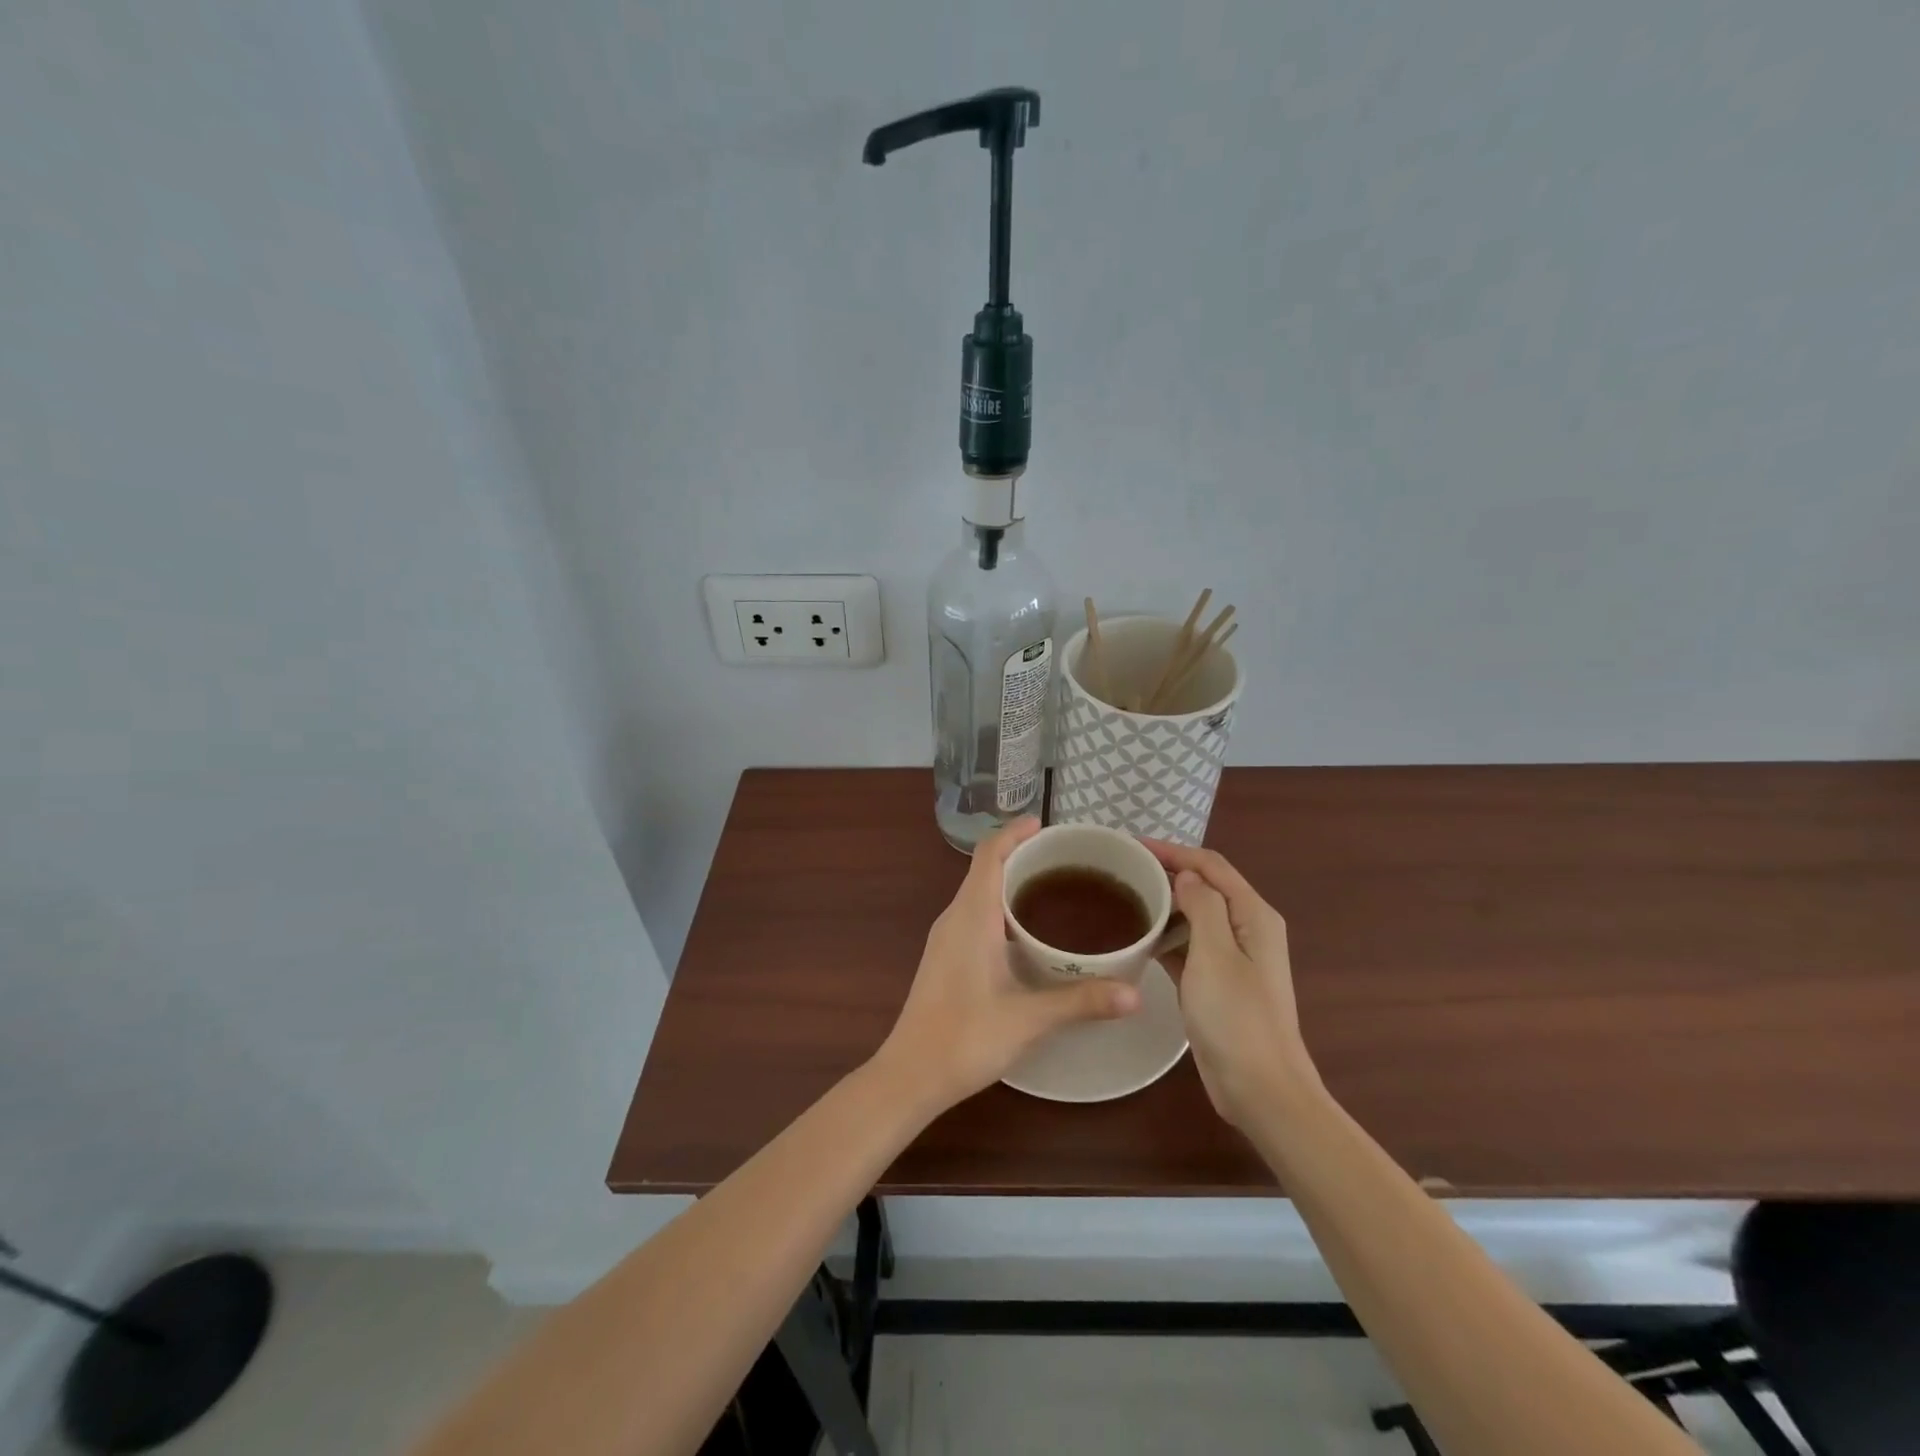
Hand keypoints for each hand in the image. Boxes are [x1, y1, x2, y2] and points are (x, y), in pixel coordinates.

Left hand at [876, 818, 1140, 1111]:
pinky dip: (1000, 905)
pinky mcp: (945, 957)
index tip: (1046, 825)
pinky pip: (974, 913)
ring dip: (1010, 880)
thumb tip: (1136, 994)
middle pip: (985, 868)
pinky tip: (1027, 931)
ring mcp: (946, 938)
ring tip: (1053, 887)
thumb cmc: (965, 1038)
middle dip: (1020, 854)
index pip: (989, 854)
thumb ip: (1081, 1001)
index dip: (1014, 832)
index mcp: (971, 916)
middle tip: (1066, 858)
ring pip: (978, 892)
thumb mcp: (1029, 1019)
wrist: (910, 1075)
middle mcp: (955, 917)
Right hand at [1146, 841, 1318, 1126]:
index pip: (1210, 866)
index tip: (1132, 845)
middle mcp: (1246, 929)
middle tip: (1122, 871)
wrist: (1261, 1088)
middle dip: (1167, 874)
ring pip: (1194, 917)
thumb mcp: (1215, 955)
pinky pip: (1189, 946)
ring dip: (1164, 905)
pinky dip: (1166, 937)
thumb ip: (1202, 906)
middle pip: (1204, 887)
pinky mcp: (1217, 983)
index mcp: (1253, 915)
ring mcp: (1233, 958)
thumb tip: (1186, 876)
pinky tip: (1137, 940)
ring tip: (1123, 899)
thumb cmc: (1237, 1018)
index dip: (1173, 851)